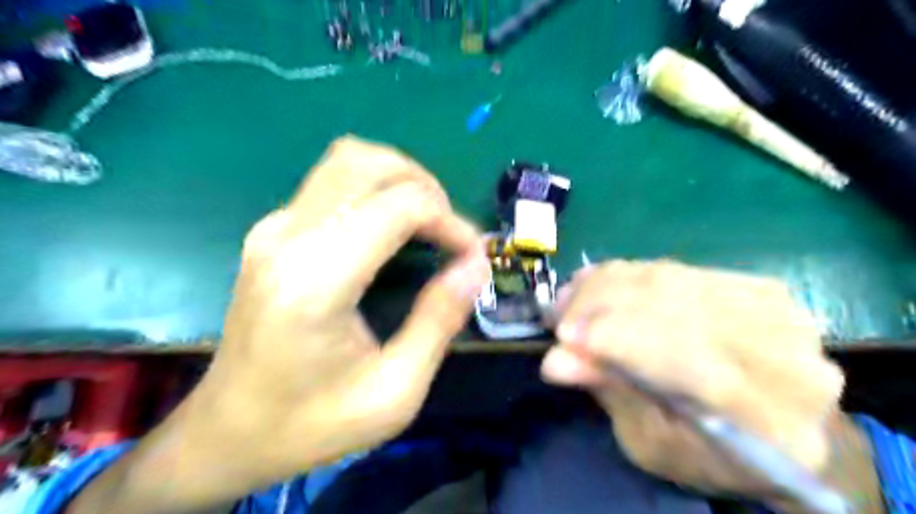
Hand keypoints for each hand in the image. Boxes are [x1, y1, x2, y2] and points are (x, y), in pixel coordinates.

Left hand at [194, 134, 485, 483]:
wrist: (227, 432)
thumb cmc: (311, 424)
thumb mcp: (394, 391)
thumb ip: (439, 321)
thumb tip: (474, 266)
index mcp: (317, 280)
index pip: (400, 206)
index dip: (450, 222)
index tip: (471, 257)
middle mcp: (288, 237)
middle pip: (369, 163)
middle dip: (425, 186)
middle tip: (449, 232)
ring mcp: (273, 228)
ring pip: (348, 161)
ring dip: (399, 180)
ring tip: (426, 222)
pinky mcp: (272, 230)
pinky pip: (333, 183)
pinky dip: (375, 191)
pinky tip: (390, 230)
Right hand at [539, 262, 846, 501]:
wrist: (779, 426)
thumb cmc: (710, 453)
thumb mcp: (652, 443)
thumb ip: (613, 394)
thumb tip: (556, 360)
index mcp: (769, 422)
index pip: (688, 362)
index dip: (618, 339)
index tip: (562, 338)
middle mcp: (787, 357)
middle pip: (676, 307)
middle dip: (602, 304)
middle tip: (558, 314)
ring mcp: (779, 313)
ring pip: (671, 280)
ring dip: (608, 285)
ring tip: (571, 297)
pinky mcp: (759, 286)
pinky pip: (677, 269)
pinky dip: (629, 275)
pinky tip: (599, 283)